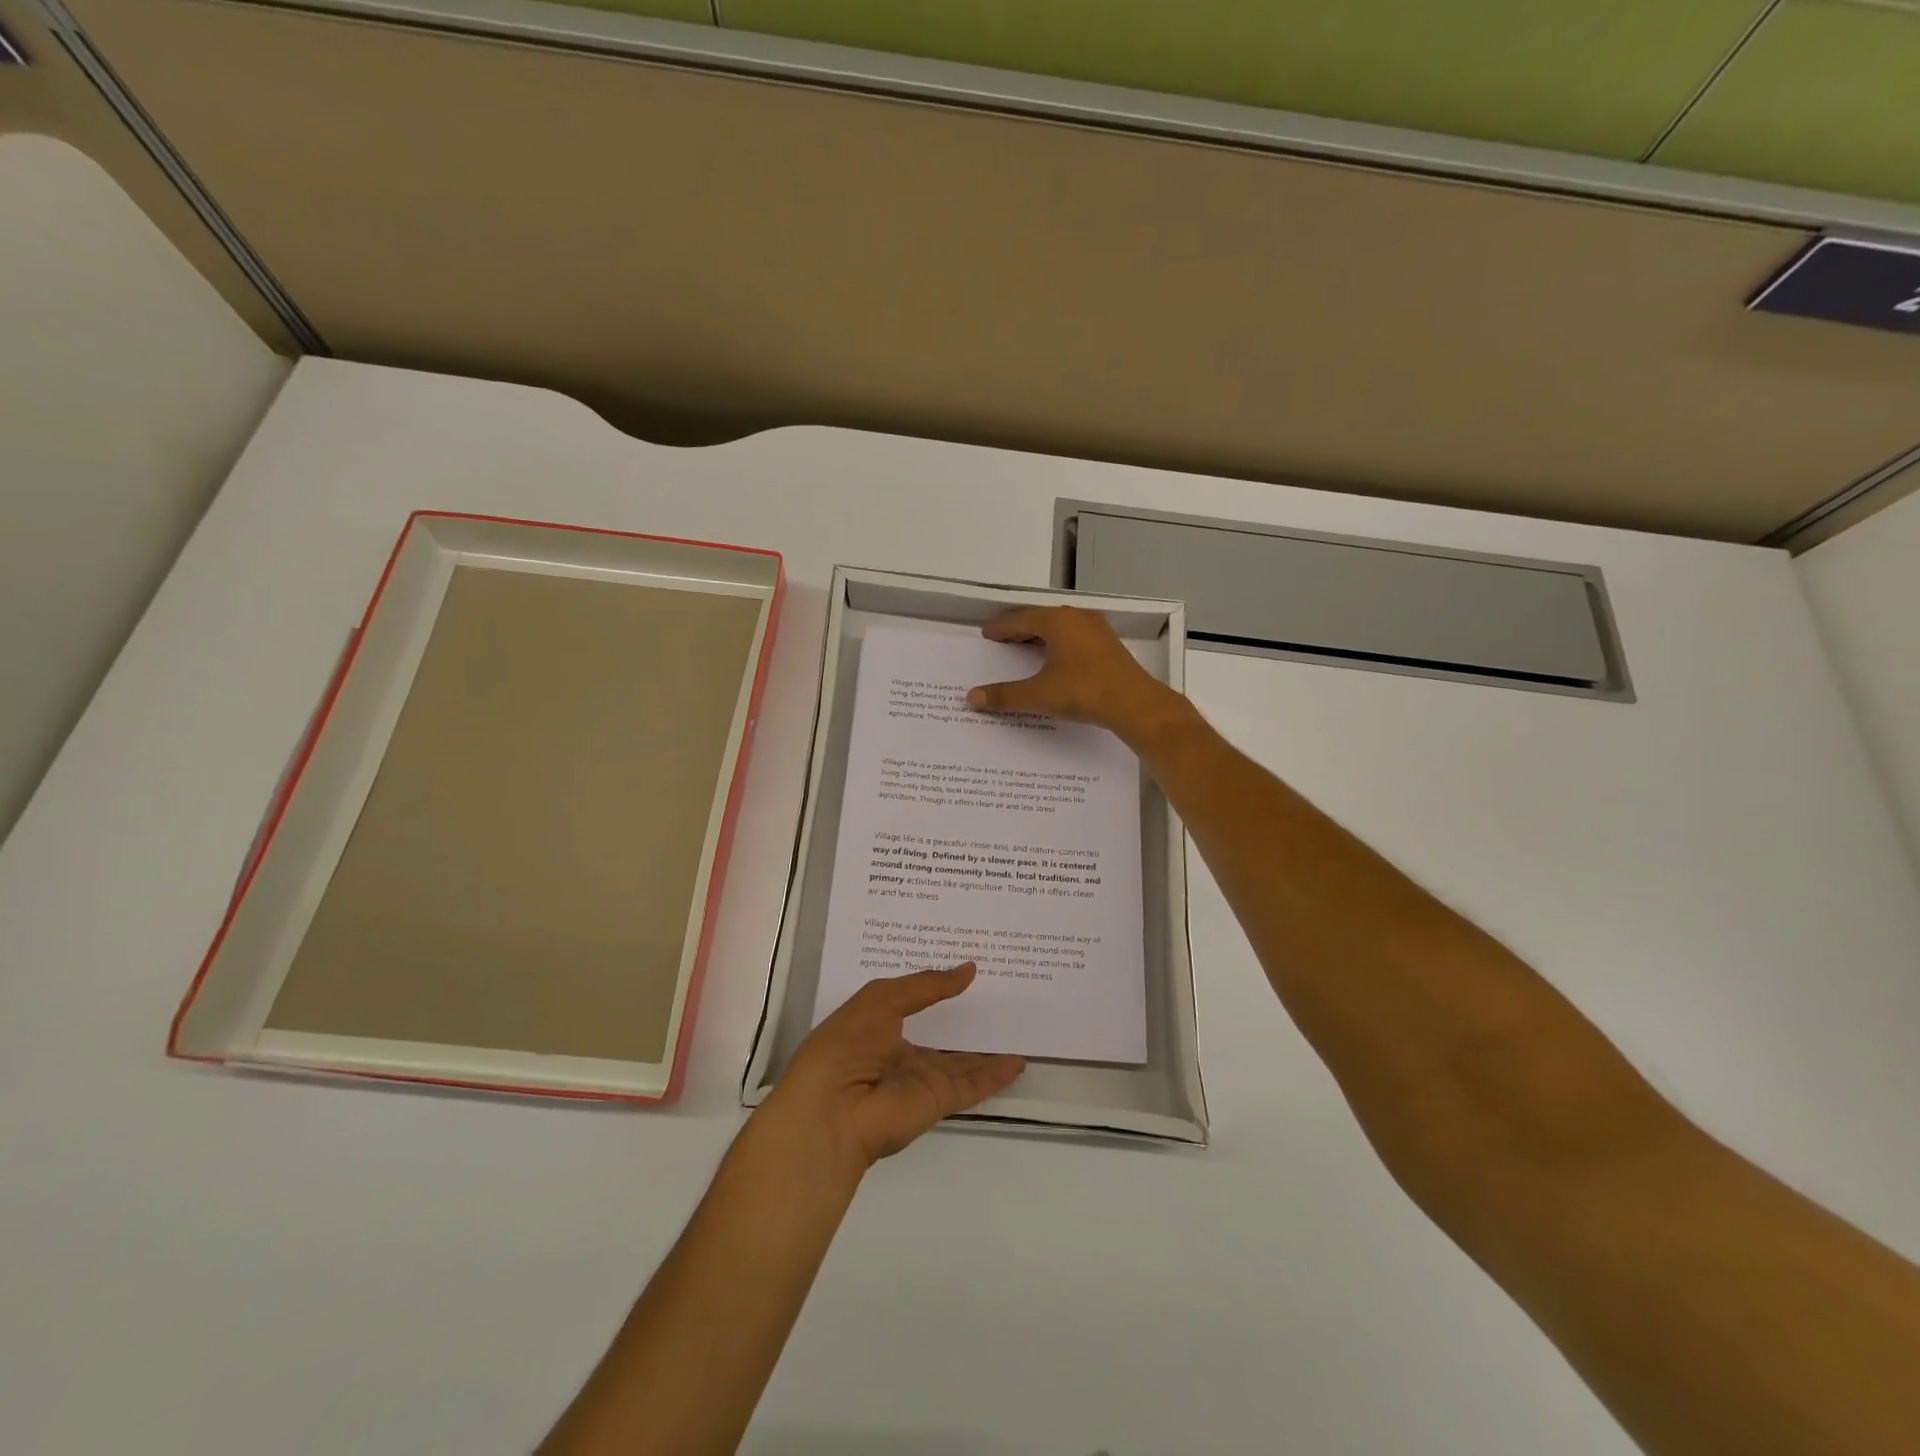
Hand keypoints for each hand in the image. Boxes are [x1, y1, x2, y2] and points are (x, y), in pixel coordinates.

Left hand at [760, 964, 1024, 1173]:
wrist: (832, 1111)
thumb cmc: (846, 1044)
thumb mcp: (881, 999)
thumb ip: (927, 985)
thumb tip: (969, 969)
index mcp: (877, 1026)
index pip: (913, 1003)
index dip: (935, 987)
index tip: (964, 968)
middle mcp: (899, 1053)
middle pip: (940, 1035)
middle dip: (965, 1018)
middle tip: (1000, 993)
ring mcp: (919, 1079)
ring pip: (962, 1062)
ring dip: (986, 1050)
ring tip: (1017, 1028)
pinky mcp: (938, 1101)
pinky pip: (972, 1085)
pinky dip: (995, 1076)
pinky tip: (1017, 1062)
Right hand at [965, 606, 1179, 741]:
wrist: (1134, 703)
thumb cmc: (1083, 692)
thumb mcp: (1038, 695)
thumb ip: (1004, 696)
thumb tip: (972, 698)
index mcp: (1057, 622)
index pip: (1020, 619)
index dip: (1001, 627)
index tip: (987, 633)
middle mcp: (1077, 618)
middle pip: (1041, 619)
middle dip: (1019, 629)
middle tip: (1001, 639)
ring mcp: (1097, 630)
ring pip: (1060, 627)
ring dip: (1040, 636)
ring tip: (1024, 648)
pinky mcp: (1109, 645)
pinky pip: (1075, 636)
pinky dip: (1058, 643)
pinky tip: (1054, 658)